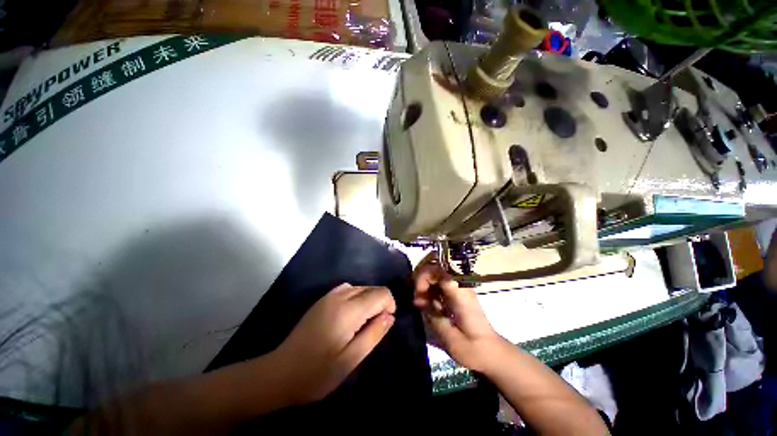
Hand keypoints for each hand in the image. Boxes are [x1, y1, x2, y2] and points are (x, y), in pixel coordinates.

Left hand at [274, 283, 395, 404]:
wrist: (280, 372)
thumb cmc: (317, 373)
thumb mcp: (350, 360)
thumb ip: (373, 334)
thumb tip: (390, 316)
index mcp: (348, 310)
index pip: (381, 293)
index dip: (389, 304)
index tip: (385, 323)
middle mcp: (340, 296)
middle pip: (371, 288)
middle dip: (380, 303)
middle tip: (375, 327)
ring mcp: (329, 296)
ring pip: (360, 287)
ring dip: (368, 300)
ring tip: (363, 322)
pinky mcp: (322, 299)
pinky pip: (348, 289)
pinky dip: (356, 297)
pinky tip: (350, 315)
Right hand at [413, 264, 502, 371]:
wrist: (492, 353)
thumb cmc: (473, 349)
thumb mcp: (451, 339)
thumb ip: (433, 316)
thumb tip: (417, 300)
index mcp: (460, 293)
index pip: (437, 270)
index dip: (422, 277)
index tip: (418, 296)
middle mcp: (460, 285)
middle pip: (434, 268)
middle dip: (420, 280)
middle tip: (416, 300)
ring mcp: (458, 288)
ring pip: (435, 274)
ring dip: (423, 284)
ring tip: (418, 303)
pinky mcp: (456, 293)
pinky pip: (438, 283)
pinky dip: (429, 290)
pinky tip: (425, 304)